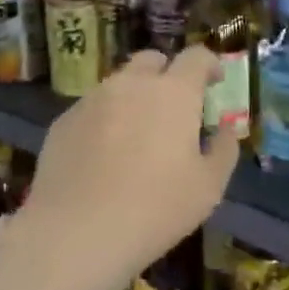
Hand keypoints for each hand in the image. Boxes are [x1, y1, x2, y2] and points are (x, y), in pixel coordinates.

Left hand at [7, 46, 241, 289]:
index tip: (215, 82)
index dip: (210, 64)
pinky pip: (92, 109)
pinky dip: (105, 120)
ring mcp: (92, 99)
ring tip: (137, 136)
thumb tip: (225, 128)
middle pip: (152, 60)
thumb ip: (223, 149)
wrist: (76, 232)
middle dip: (167, 74)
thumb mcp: (208, 187)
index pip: (196, 57)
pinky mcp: (63, 120)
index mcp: (173, 93)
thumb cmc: (155, 209)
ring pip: (119, 84)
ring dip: (134, 97)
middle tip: (175, 108)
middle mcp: (130, 84)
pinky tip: (104, 157)